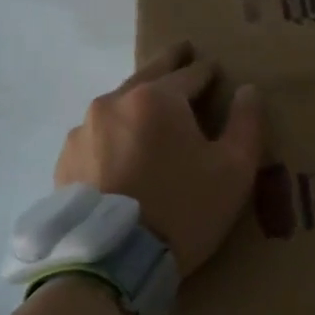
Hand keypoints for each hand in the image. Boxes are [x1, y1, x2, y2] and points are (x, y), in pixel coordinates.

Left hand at [56, 43, 265, 276]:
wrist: (113, 262)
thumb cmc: (184, 209)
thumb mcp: (234, 170)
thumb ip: (246, 123)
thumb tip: (248, 90)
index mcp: (157, 98)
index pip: (190, 73)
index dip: (207, 72)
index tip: (215, 71)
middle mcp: (114, 102)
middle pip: (148, 76)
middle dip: (170, 64)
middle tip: (182, 52)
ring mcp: (84, 130)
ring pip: (119, 105)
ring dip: (138, 104)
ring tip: (152, 113)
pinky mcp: (66, 159)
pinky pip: (98, 135)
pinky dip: (115, 134)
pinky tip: (123, 152)